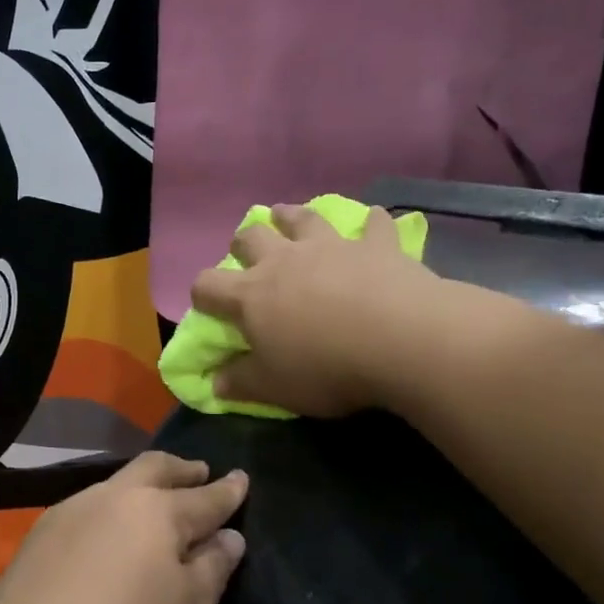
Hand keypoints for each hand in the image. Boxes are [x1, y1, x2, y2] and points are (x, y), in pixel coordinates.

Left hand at [0, 452, 247, 603]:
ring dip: (140, 486)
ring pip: (114, 484)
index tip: (241, 478)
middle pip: (153, 469)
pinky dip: (107, 511)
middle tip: (198, 471)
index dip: (226, 491)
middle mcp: (112, 498)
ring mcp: (69, 512)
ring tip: (151, 500)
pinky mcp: (38, 536)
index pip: (203, 498)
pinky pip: (85, 509)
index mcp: (157, 512)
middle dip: (181, 469)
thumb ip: (212, 569)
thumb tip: (228, 537)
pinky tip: (104, 534)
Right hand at [191, 203, 433, 417]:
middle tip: (247, 252)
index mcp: (251, 296)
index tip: (207, 306)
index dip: (202, 294)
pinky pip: (373, 225)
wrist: (401, 339)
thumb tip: (215, 382)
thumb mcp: (274, 388)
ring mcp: (331, 247)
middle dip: (243, 243)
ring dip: (291, 216)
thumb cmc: (326, 367)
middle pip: (251, 237)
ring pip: (302, 218)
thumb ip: (240, 382)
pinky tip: (373, 220)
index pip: (208, 286)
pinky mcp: (376, 245)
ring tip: (286, 216)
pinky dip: (371, 223)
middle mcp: (284, 261)